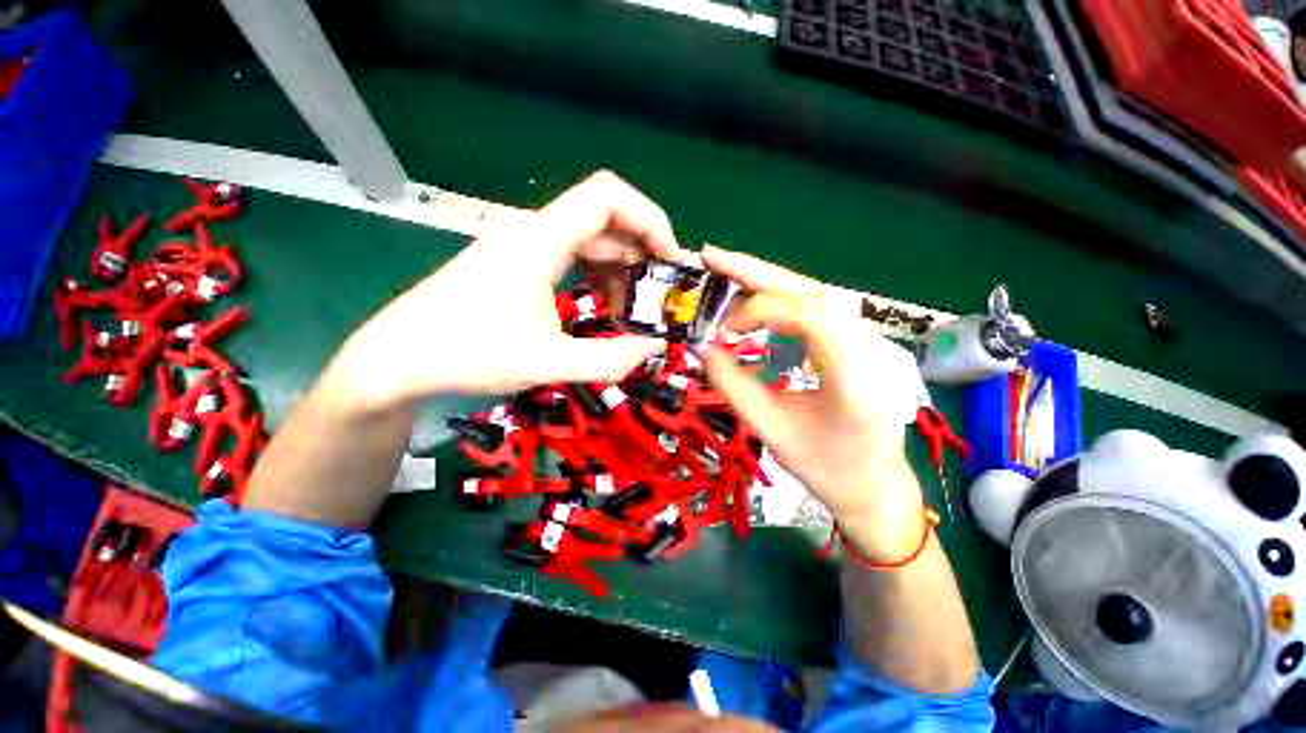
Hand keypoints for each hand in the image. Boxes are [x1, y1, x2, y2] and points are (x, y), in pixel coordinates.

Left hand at [326, 171, 688, 410]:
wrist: (397, 360)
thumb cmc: (466, 355)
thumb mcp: (545, 363)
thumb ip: (607, 359)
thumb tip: (654, 348)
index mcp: (540, 241)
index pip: (607, 196)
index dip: (649, 218)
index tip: (670, 259)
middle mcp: (534, 232)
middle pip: (604, 217)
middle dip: (642, 249)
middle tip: (660, 291)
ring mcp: (524, 248)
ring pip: (589, 238)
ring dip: (620, 266)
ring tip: (634, 306)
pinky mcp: (518, 265)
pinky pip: (572, 256)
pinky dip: (598, 274)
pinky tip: (604, 303)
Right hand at [702, 247, 928, 560]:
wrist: (874, 486)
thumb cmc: (826, 469)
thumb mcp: (771, 431)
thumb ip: (734, 385)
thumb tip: (703, 347)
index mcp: (858, 377)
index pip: (811, 314)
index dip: (760, 310)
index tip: (723, 330)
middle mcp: (874, 348)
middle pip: (814, 290)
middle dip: (759, 272)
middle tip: (713, 257)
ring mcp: (872, 341)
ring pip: (817, 294)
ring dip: (769, 282)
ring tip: (728, 275)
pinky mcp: (862, 342)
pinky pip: (819, 309)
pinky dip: (782, 299)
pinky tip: (758, 303)